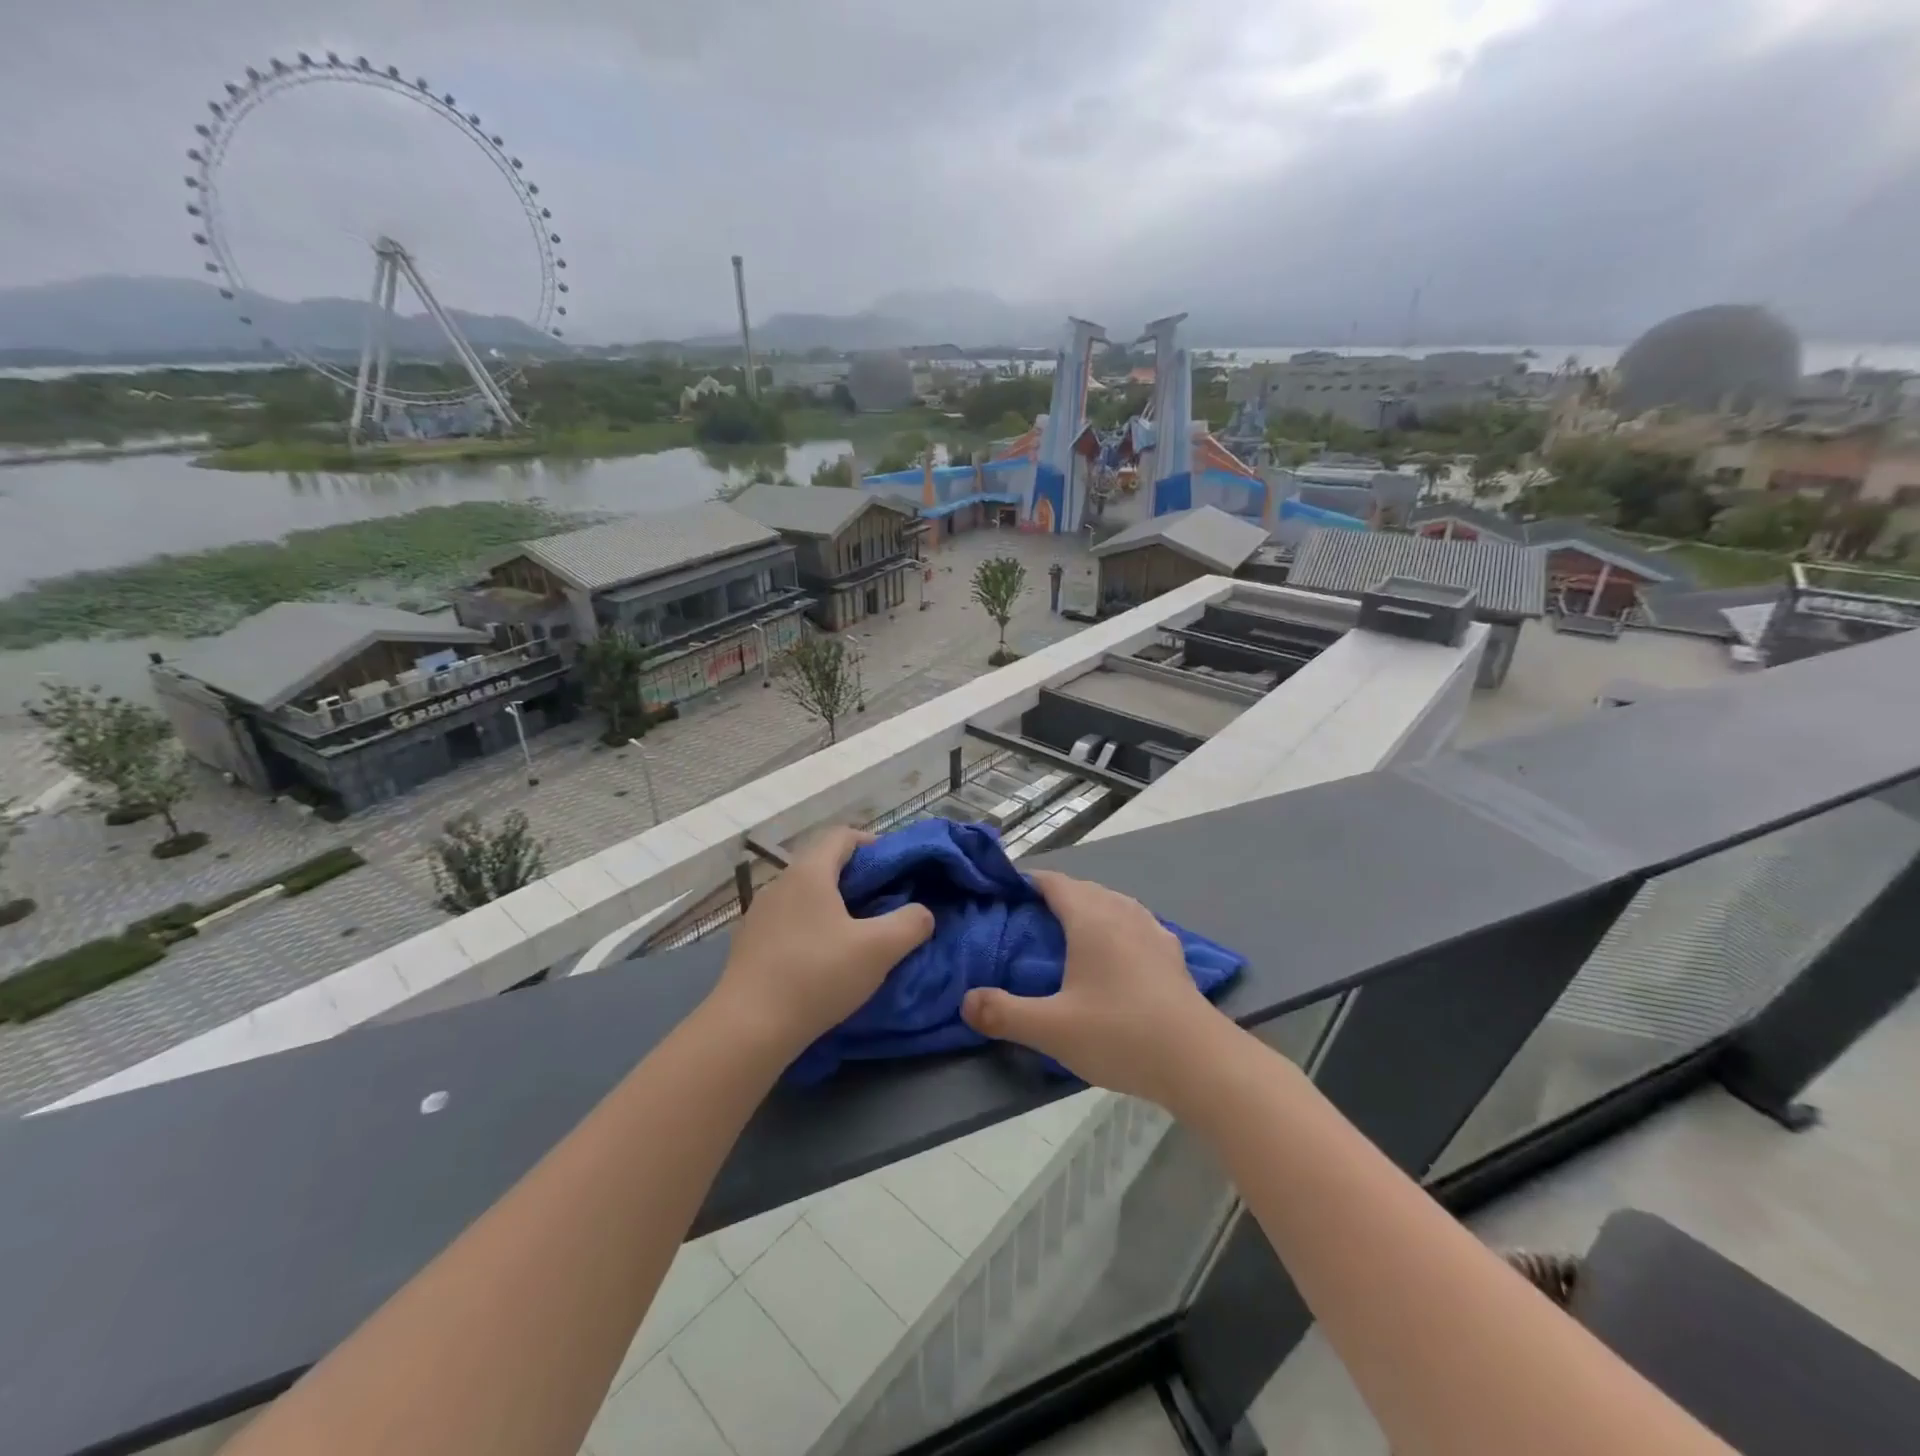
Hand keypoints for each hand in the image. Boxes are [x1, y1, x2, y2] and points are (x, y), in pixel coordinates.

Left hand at [708, 826, 933, 1059]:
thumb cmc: (817, 976)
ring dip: (834, 904)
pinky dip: (812, 926)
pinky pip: (789, 919)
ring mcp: (760, 913)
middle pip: (824, 863)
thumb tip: (922, 913)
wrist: (748, 1028)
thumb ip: (911, 924)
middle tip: (885, 903)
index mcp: (809, 872)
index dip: (873, 843)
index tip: (896, 869)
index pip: (843, 835)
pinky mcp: (750, 942)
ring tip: (857, 933)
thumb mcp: (879, 949)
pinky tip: (823, 958)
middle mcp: (780, 883)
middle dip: (857, 878)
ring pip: (805, 894)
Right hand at [960, 869, 1227, 1106]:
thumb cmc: (1121, 1034)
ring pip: (1113, 903)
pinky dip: (1117, 926)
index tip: (1004, 893)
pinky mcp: (1173, 954)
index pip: (1054, 883)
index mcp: (1091, 919)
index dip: (1028, 882)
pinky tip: (1116, 952)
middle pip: (1084, 889)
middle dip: (1054, 896)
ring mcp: (1153, 931)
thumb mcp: (1052, 1029)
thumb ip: (1003, 1013)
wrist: (1200, 1062)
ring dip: (1089, 908)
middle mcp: (1122, 914)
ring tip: (1068, 932)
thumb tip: (965, 1001)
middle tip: (1027, 920)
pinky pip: (1136, 924)